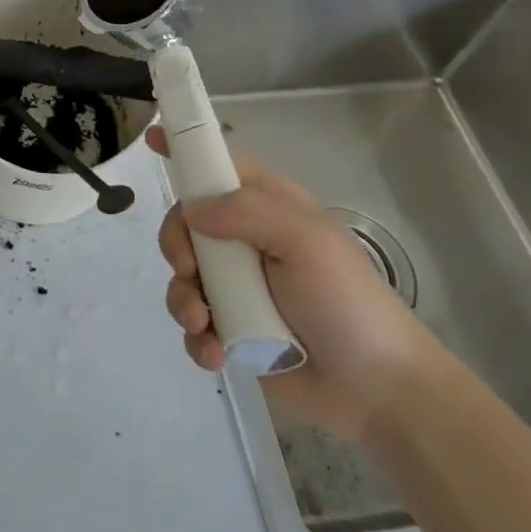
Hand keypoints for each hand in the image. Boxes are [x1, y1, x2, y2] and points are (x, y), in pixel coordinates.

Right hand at [152, 128, 449, 438]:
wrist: (380, 392)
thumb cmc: (348, 301)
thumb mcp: (306, 240)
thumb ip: (245, 212)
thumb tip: (191, 211)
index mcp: (267, 208)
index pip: (218, 166)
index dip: (185, 152)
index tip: (150, 139)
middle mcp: (245, 241)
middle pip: (185, 223)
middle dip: (176, 246)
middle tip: (190, 269)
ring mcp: (237, 288)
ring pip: (182, 276)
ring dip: (183, 299)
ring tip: (203, 324)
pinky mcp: (232, 331)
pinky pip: (193, 324)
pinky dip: (195, 338)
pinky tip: (214, 353)